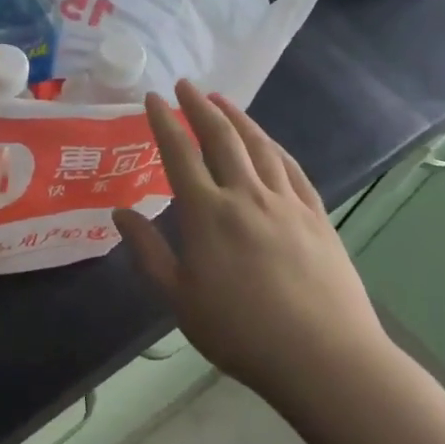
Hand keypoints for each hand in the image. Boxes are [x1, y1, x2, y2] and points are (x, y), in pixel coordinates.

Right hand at [112, 81, 391, 408]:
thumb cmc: (240, 331)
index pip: (179, 153)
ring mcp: (286, 203)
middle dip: (199, 106)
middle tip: (185, 85)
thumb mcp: (178, 298)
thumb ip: (148, 251)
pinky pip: (291, 169)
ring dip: (237, 118)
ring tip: (222, 100)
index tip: (152, 98)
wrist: (325, 358)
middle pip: (221, 138)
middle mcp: (246, 196)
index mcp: (207, 213)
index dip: (164, 121)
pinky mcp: (316, 217)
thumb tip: (120, 213)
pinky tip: (267, 142)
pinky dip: (274, 147)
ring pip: (259, 146)